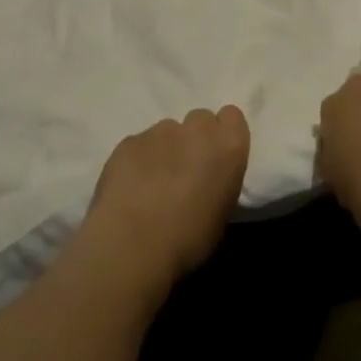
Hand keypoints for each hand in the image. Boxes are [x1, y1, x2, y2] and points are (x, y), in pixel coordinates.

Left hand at [79, 106, 250, 297]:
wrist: (134, 243)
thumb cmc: (189, 238)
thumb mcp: (221, 212)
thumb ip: (218, 181)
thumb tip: (205, 181)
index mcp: (228, 147)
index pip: (232, 116)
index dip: (223, 134)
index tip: (216, 156)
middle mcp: (196, 130)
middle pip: (200, 119)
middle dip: (195, 138)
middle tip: (186, 168)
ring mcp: (159, 132)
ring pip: (167, 131)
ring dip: (165, 148)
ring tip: (153, 180)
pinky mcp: (128, 141)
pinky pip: (139, 144)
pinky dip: (138, 159)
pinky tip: (131, 186)